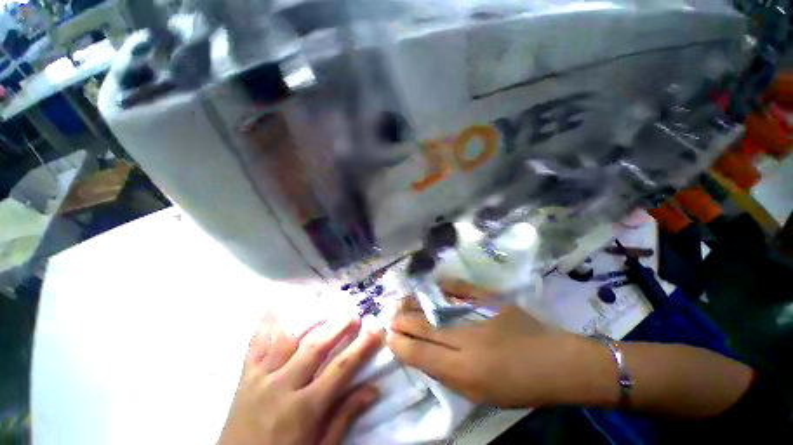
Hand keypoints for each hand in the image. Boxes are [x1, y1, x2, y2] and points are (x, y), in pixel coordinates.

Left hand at [219, 312, 384, 444]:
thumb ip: (345, 417)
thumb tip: (373, 389)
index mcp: (304, 409)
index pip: (340, 369)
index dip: (362, 347)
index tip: (377, 328)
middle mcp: (282, 387)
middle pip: (315, 348)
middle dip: (337, 327)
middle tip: (354, 313)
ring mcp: (260, 379)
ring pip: (287, 340)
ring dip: (308, 319)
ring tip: (324, 303)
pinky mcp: (245, 378)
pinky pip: (254, 346)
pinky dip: (264, 324)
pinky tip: (273, 305)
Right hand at [387, 305, 578, 407]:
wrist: (556, 362)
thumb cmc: (518, 387)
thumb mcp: (480, 394)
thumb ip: (448, 375)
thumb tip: (423, 355)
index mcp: (464, 371)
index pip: (420, 354)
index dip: (400, 345)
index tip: (389, 337)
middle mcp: (466, 340)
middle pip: (424, 327)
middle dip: (402, 321)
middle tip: (389, 317)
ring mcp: (477, 314)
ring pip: (436, 307)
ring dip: (415, 304)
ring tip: (402, 302)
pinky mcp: (489, 299)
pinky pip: (460, 288)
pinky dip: (443, 286)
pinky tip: (432, 285)